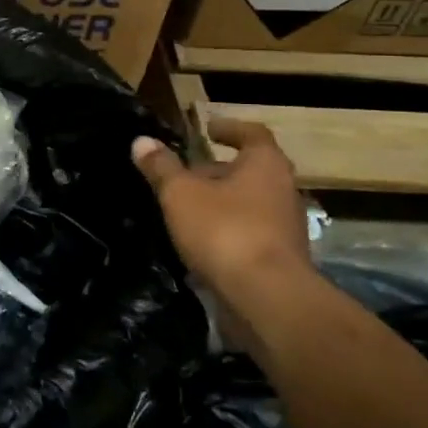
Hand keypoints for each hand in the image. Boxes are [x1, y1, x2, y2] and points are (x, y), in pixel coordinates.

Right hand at [131, 118, 312, 298]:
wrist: (267, 299)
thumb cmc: (225, 230)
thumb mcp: (180, 194)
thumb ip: (161, 167)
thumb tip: (142, 141)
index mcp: (265, 165)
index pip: (253, 134)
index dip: (229, 128)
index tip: (208, 128)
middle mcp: (283, 191)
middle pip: (251, 171)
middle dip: (218, 170)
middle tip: (185, 173)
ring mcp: (285, 228)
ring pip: (249, 204)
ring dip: (220, 203)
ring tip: (185, 209)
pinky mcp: (280, 260)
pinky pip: (249, 234)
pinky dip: (226, 232)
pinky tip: (197, 243)